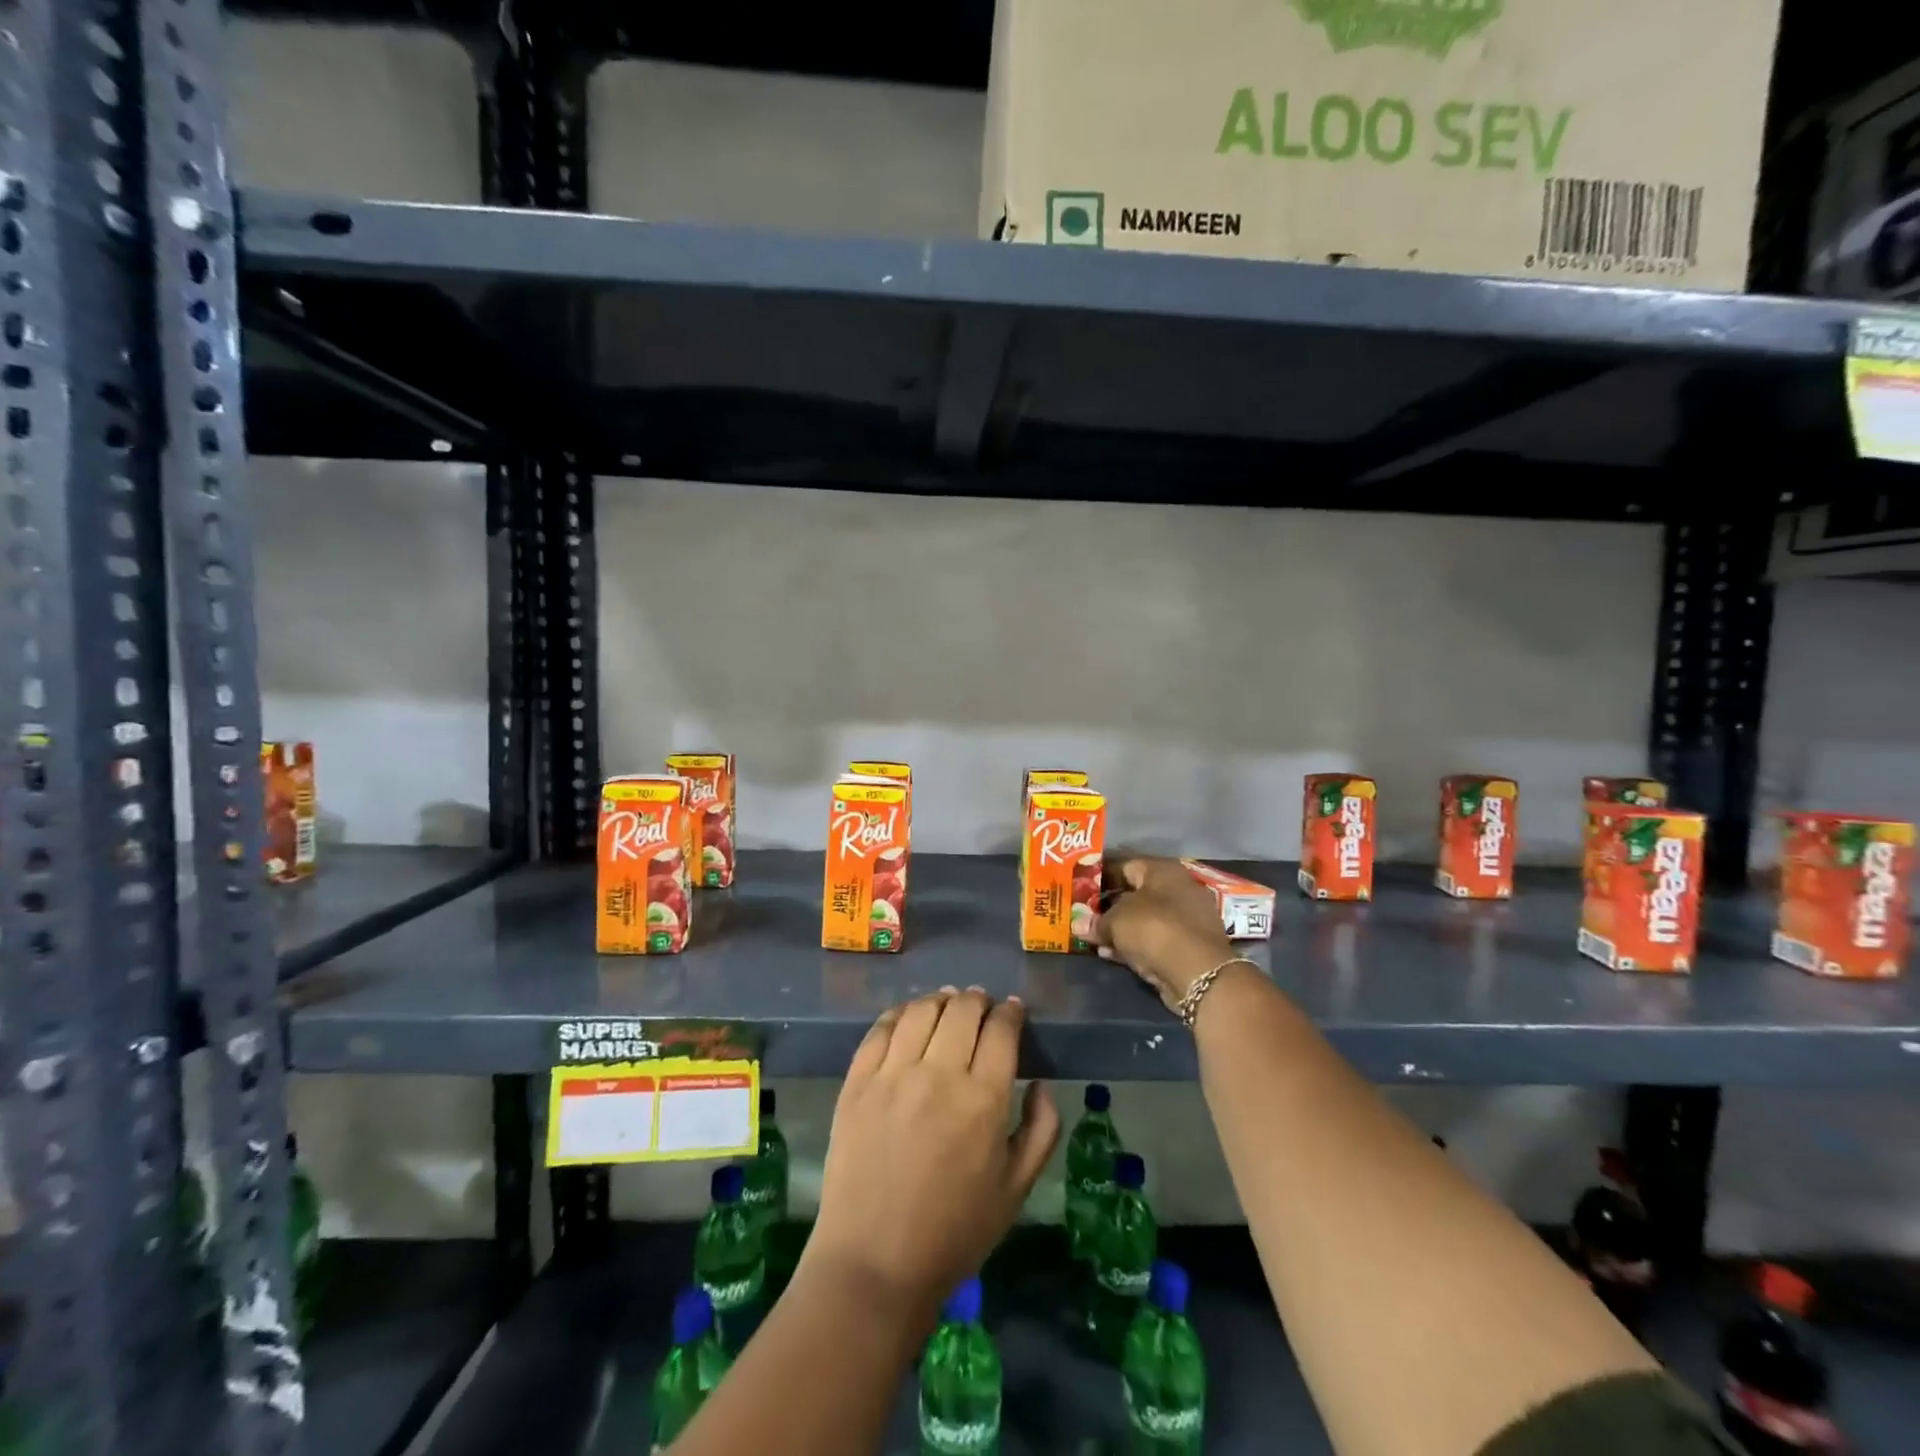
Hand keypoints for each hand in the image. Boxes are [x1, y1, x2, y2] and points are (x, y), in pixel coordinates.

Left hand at [805, 989, 1059, 1322]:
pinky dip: (900, 1013)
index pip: (1000, 1030)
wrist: (874, 1264)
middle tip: (982, 1004)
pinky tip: (908, 1016)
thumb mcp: (1016, 1190)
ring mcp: (892, 1075)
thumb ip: (1041, 1130)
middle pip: (962, 1010)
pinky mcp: (857, 1082)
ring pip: (921, 1010)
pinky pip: (880, 1029)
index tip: (1012, 1011)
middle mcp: (937, 1074)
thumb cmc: (954, 1233)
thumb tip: (1040, 1083)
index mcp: (982, 1100)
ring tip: (948, 1002)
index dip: (1010, 1013)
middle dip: (978, 1000)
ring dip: (941, 999)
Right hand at [1094, 857, 1234, 1011]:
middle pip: (1136, 893)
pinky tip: (1111, 954)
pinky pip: (1154, 939)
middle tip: (1084, 915)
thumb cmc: (1154, 929)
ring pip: (1145, 919)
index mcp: (1163, 870)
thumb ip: (1096, 921)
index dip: (1100, 877)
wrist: (1198, 973)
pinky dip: (1134, 944)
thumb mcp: (1116, 922)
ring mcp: (1187, 918)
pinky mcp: (1189, 945)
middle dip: (1109, 906)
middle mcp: (1178, 888)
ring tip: (1094, 939)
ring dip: (1120, 929)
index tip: (1080, 890)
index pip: (1125, 865)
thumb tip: (1077, 924)